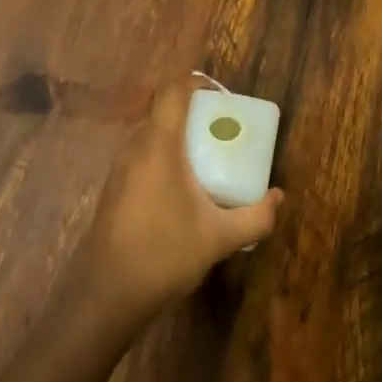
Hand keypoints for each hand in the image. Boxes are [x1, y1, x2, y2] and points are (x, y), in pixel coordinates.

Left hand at [70, 79, 282, 323]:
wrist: (102, 298)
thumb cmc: (163, 254)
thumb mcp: (219, 238)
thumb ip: (255, 216)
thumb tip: (279, 198)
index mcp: (159, 144)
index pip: (173, 91)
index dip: (196, 82)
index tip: (222, 97)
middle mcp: (135, 147)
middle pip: (163, 111)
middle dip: (194, 114)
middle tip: (222, 132)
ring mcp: (119, 169)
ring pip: (151, 135)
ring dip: (177, 138)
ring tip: (207, 161)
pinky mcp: (113, 191)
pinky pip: (142, 157)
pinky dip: (163, 159)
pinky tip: (181, 192)